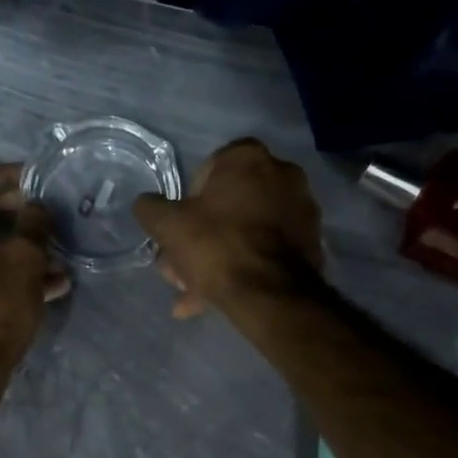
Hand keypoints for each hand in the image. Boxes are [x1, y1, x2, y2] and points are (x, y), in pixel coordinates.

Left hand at [0, 164, 70, 367]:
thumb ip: (34, 222)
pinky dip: (0, 272)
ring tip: (55, 260)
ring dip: (15, 250)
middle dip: (18, 220)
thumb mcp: (24, 258)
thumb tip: (37, 208)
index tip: (42, 178)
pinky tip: (43, 284)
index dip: (14, 178)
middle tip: (51, 220)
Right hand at [132, 138, 323, 317]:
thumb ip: (151, 208)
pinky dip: (244, 269)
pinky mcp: (311, 243)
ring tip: (194, 295)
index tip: (181, 229)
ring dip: (219, 259)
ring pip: (246, 233)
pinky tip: (219, 299)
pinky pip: (266, 252)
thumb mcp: (168, 225)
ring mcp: (302, 210)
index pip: (208, 169)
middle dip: (201, 238)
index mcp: (249, 158)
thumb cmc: (216, 246)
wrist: (270, 294)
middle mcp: (283, 174)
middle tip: (181, 268)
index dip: (188, 202)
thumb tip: (146, 204)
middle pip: (229, 205)